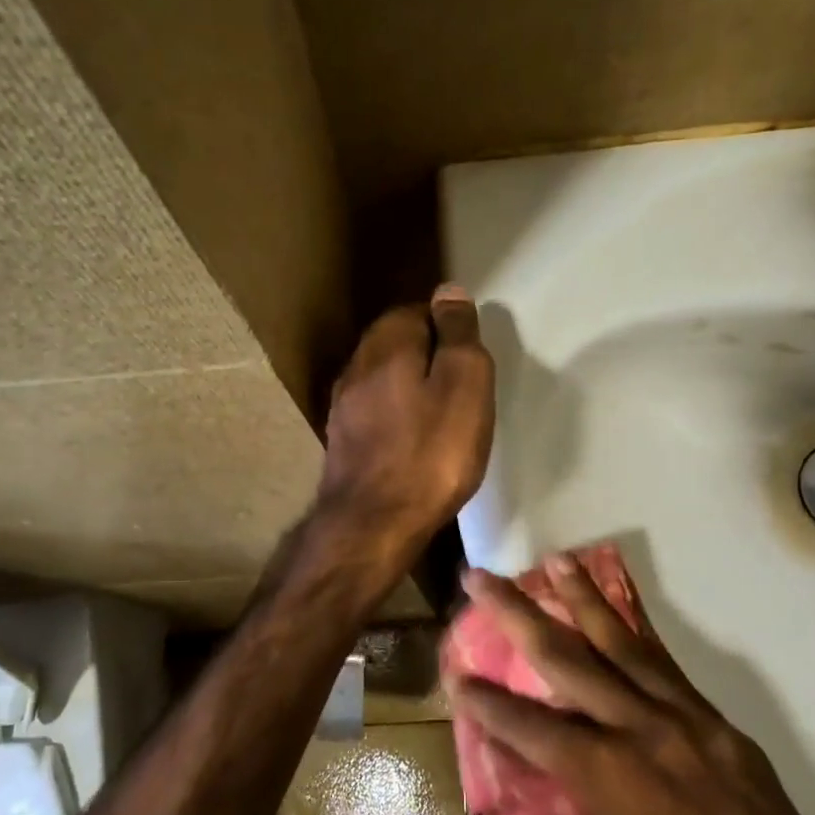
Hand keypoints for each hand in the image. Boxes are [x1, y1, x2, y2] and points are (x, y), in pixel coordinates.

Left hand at [316, 285, 494, 572]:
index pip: (417, 310)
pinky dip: (397, 414)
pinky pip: (376, 410)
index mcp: (386, 343)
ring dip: (411, 385)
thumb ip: (457, 333)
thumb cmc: (431, 452)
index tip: (472, 357)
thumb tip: (449, 291)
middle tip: (462, 384)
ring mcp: (343, 405)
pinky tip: (413, 438)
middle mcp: (356, 365)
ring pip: (383, 378)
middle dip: (428, 354)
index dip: (448, 328)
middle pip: (396, 342)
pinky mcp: (342, 440)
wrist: (374, 523)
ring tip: (442, 412)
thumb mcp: (464, 383)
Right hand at [445, 561, 814, 814]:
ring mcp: (687, 722)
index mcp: (606, 777)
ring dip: (584, 599)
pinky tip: (621, 617)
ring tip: (557, 562)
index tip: (454, 673)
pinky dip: (639, 635)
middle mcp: (641, 731)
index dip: (484, 700)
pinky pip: (669, 670)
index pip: (527, 725)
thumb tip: (564, 813)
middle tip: (482, 577)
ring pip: (624, 644)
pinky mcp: (721, 727)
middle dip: (517, 613)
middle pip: (566, 658)